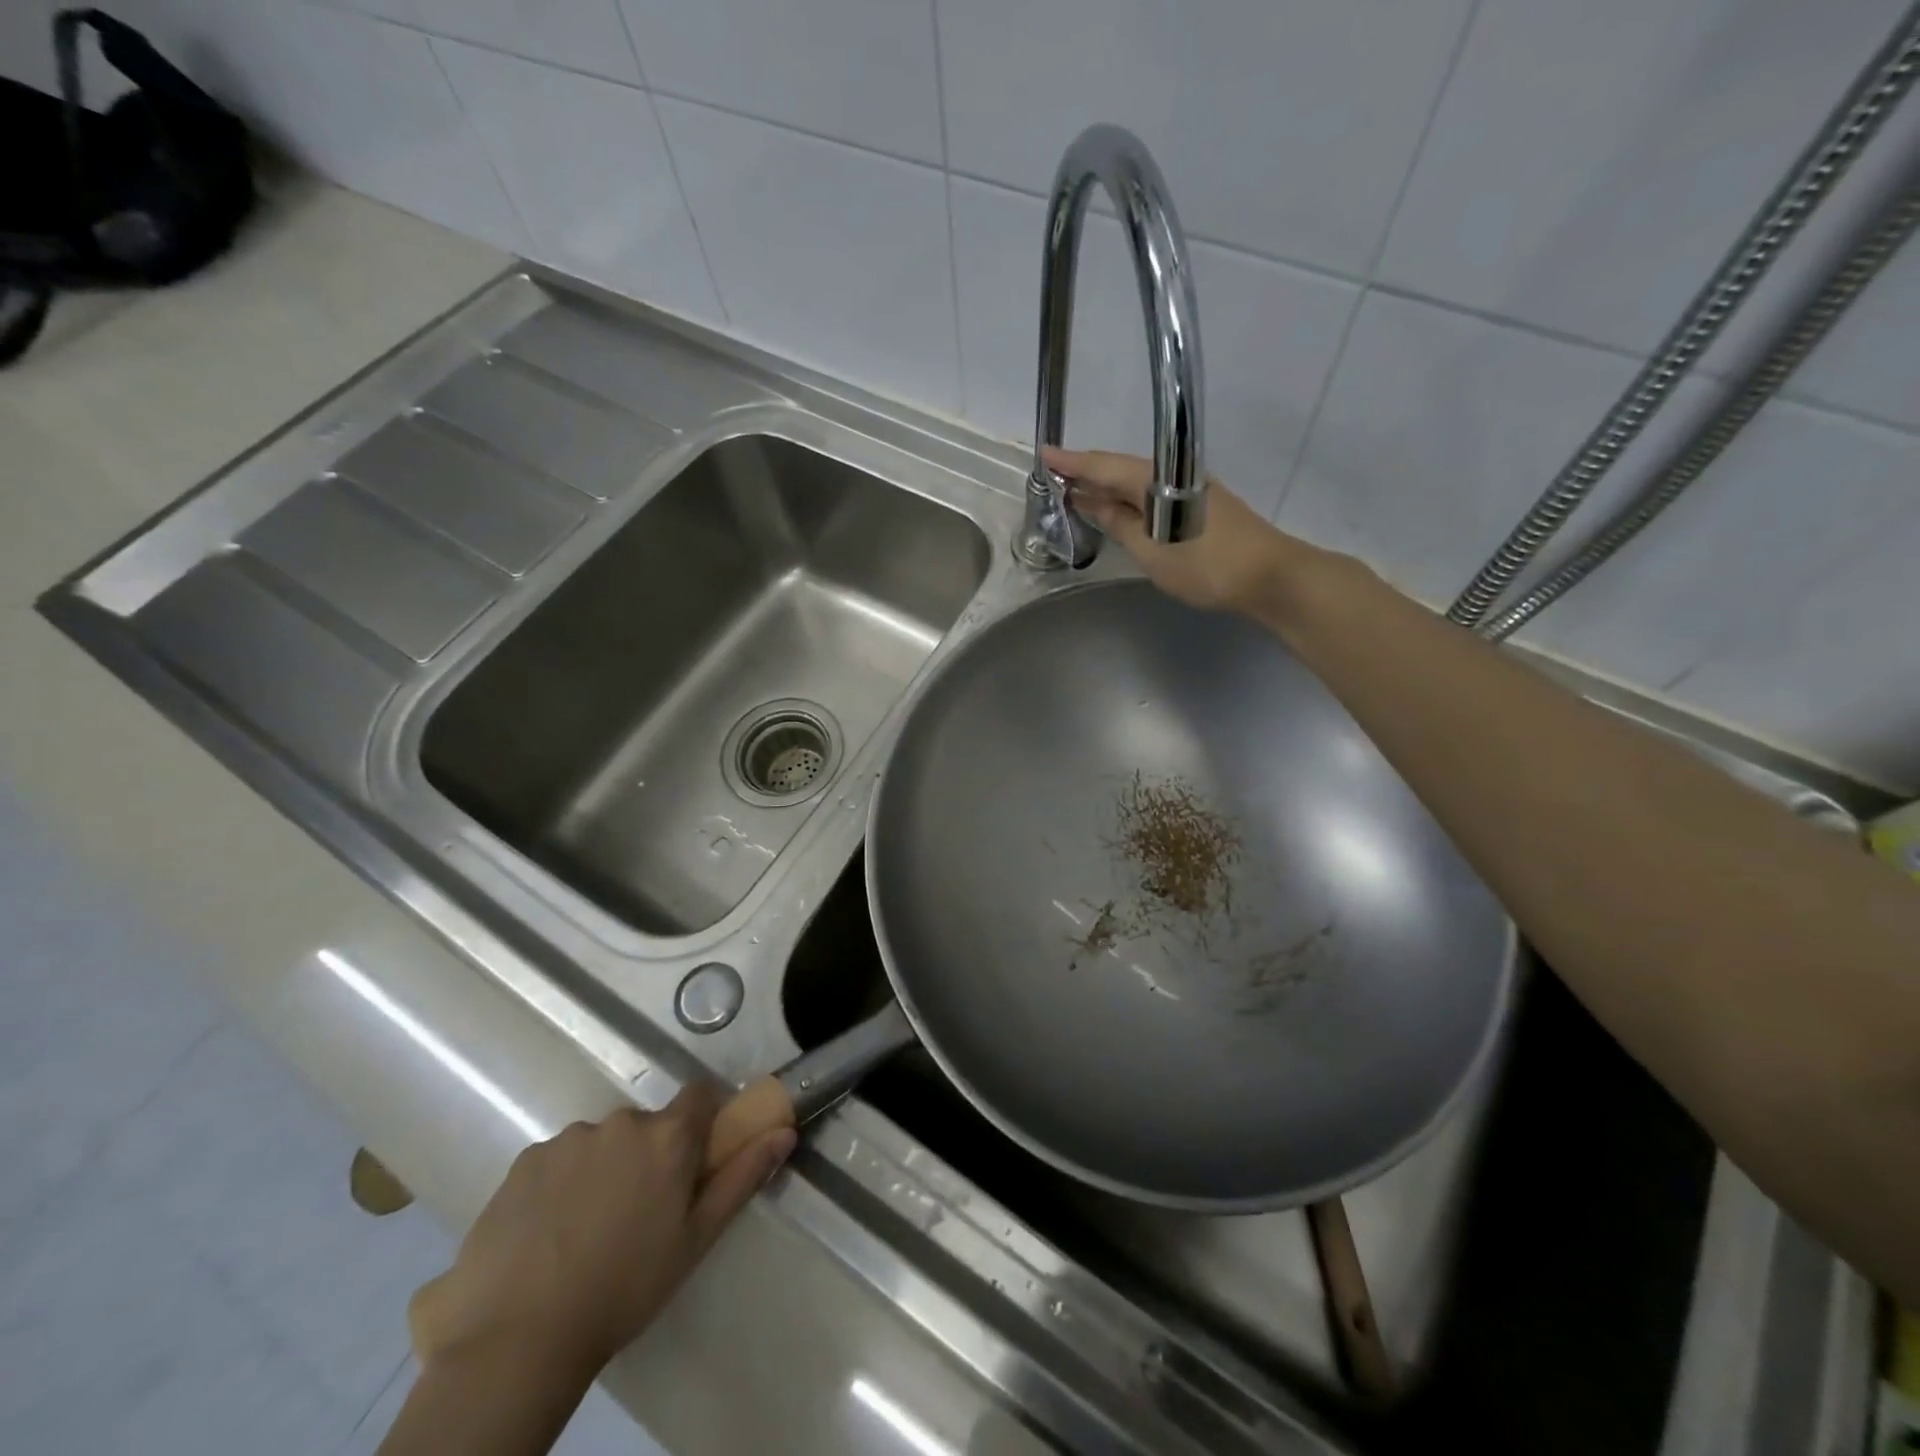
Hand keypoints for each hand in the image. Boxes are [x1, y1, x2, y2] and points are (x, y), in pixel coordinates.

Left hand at [408, 1085, 794, 1380]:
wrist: (519, 1339)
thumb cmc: (625, 1288)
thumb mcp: (696, 1239)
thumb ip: (742, 1177)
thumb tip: (785, 1132)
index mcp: (668, 1136)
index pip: (700, 1095)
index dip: (702, 1119)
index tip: (695, 1156)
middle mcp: (621, 1122)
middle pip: (647, 1124)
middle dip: (648, 1154)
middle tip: (638, 1211)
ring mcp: (568, 1139)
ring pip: (600, 1142)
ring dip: (603, 1168)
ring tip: (586, 1229)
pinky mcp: (524, 1161)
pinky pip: (556, 1159)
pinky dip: (560, 1183)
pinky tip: (549, 1232)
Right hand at [1043, 445, 1305, 617]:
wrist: (1269, 575)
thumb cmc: (1205, 566)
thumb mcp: (1151, 551)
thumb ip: (1119, 524)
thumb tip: (1090, 503)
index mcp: (1155, 480)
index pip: (1104, 466)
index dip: (1072, 463)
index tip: (1043, 454)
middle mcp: (1171, 474)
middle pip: (1120, 469)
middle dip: (1086, 472)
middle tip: (1053, 477)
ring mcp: (1188, 488)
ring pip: (1136, 481)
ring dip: (1106, 486)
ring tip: (1075, 492)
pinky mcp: (1198, 504)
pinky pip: (1151, 493)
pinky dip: (1127, 498)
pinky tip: (1116, 509)